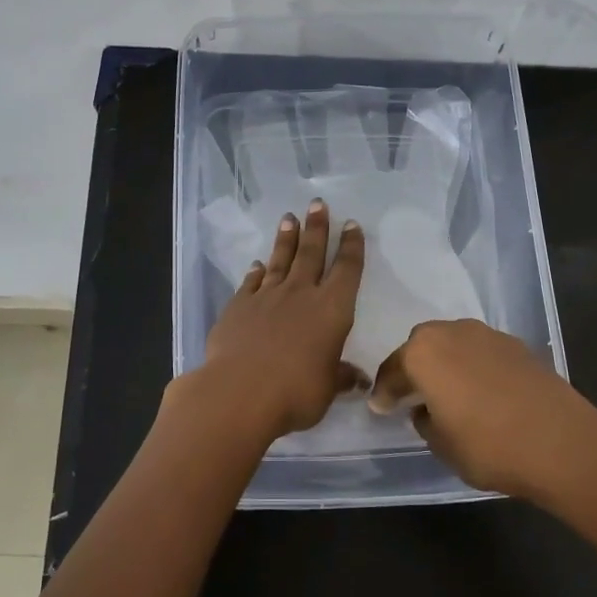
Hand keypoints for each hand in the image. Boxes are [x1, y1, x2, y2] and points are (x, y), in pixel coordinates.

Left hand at [188, 199, 365, 438]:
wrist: (240, 392)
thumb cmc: (296, 392)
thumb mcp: (327, 389)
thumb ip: (340, 377)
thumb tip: (358, 379)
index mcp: (332, 310)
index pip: (347, 270)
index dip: (351, 247)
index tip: (351, 225)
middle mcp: (301, 294)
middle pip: (311, 253)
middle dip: (317, 228)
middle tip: (317, 204)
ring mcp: (267, 297)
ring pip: (280, 260)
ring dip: (286, 239)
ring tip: (289, 218)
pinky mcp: (238, 306)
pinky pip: (251, 282)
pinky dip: (256, 271)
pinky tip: (257, 264)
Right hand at [368, 319, 596, 502]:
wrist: (562, 443)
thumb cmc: (489, 446)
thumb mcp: (442, 445)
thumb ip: (425, 421)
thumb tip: (426, 409)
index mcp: (423, 353)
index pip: (391, 371)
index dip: (383, 392)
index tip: (380, 408)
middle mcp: (451, 333)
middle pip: (421, 346)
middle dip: (414, 368)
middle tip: (412, 395)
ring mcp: (487, 335)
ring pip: (453, 344)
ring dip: (446, 364)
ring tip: (450, 392)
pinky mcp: (517, 345)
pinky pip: (481, 352)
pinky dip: (474, 367)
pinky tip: (482, 392)